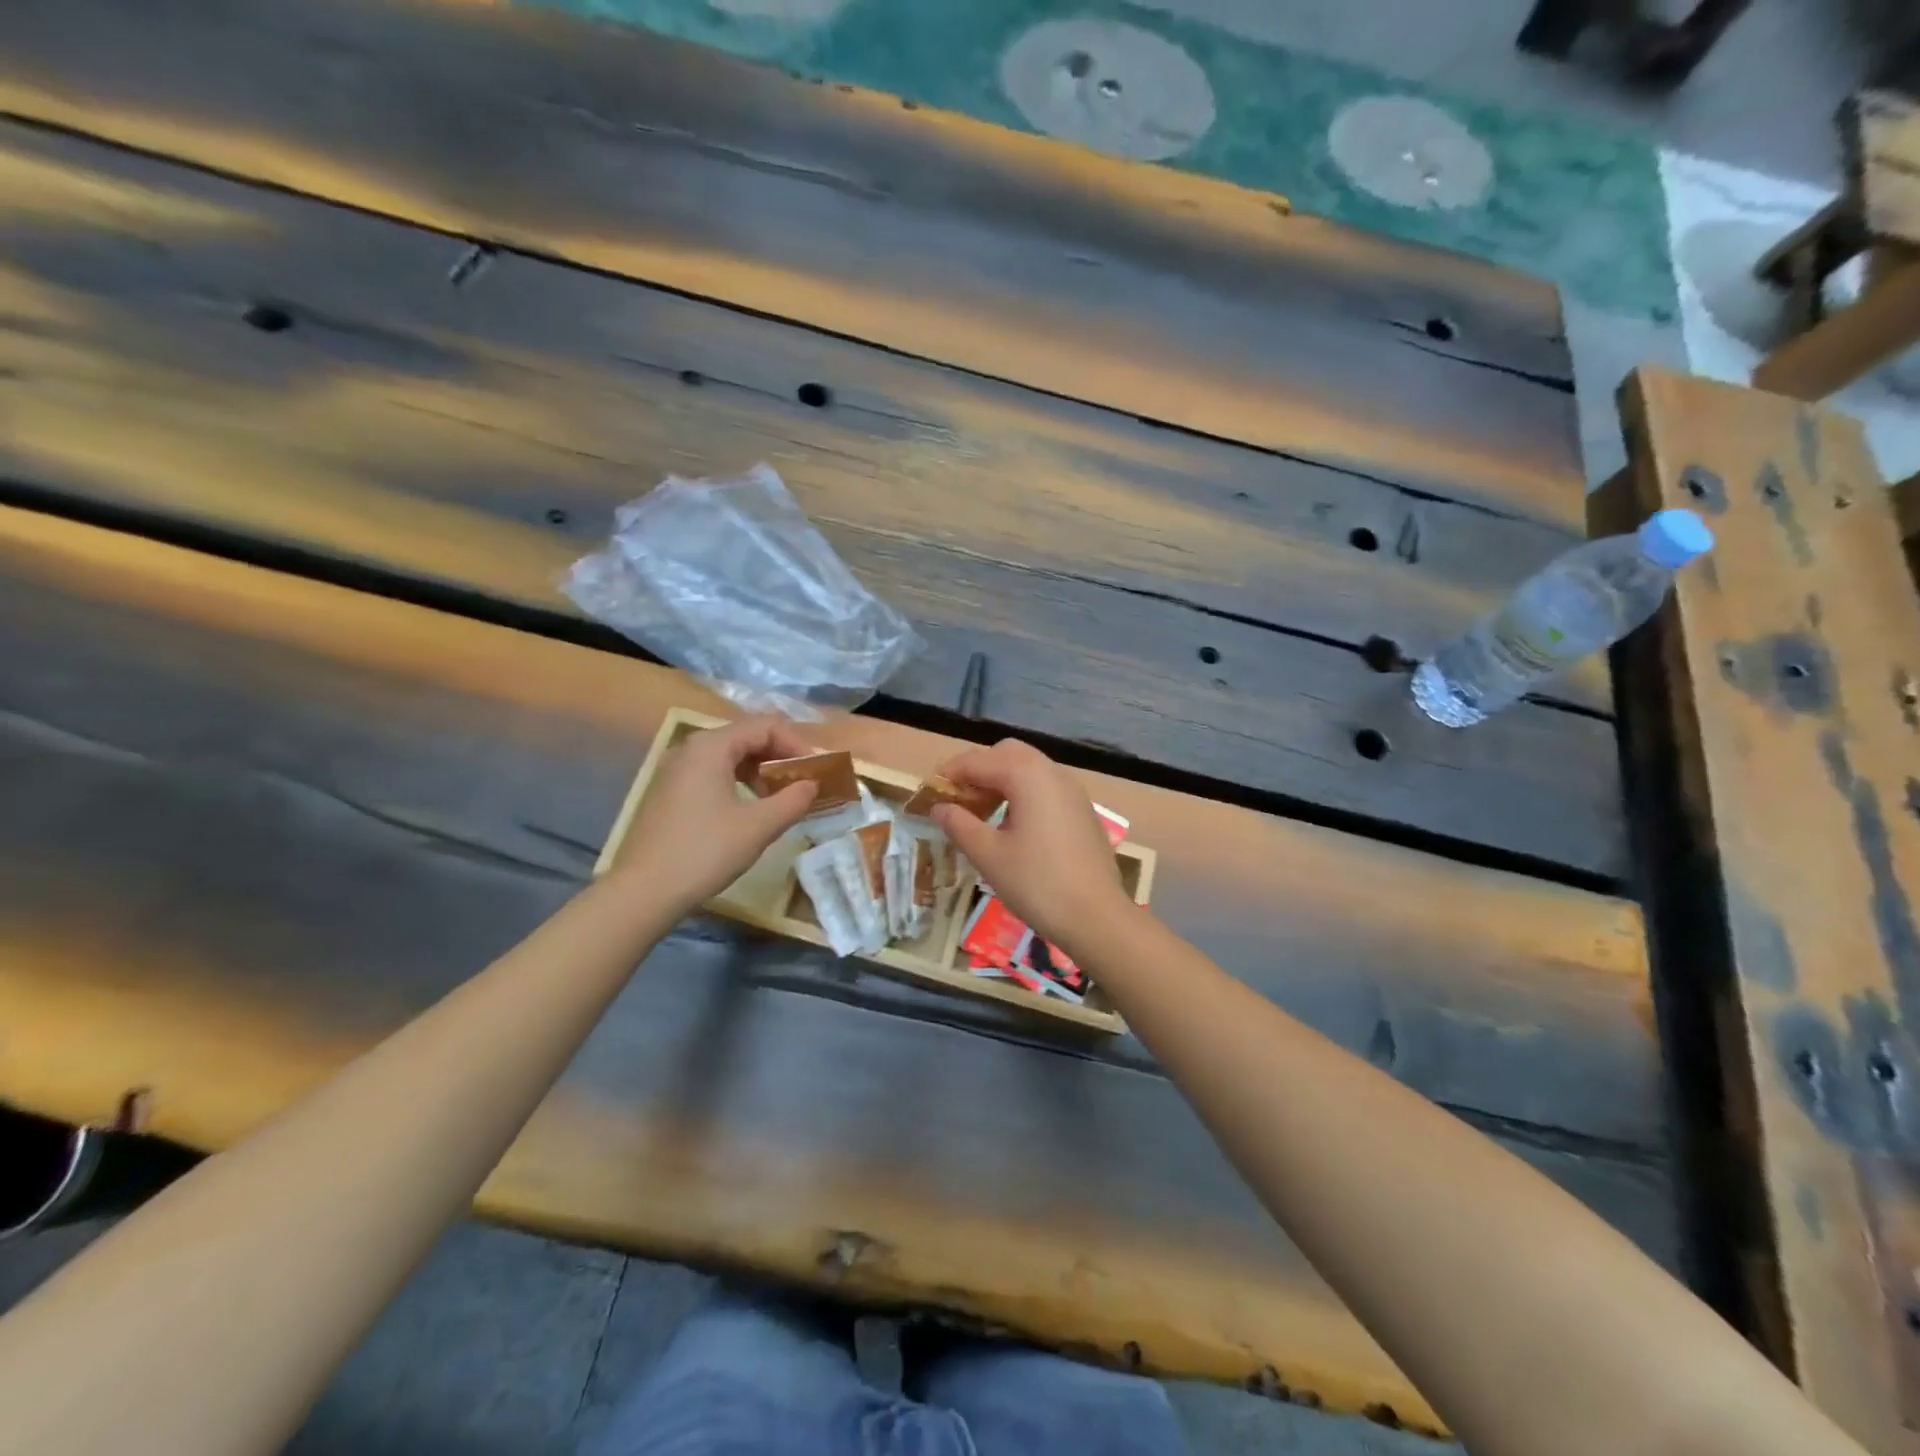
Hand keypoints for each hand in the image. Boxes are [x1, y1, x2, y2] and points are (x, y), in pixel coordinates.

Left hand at [614, 715, 819, 912]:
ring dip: (762, 771)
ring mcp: (677, 770)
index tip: (816, 773)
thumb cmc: (705, 852)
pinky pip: (714, 773)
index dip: (797, 745)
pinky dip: (740, 782)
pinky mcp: (671, 792)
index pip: (766, 726)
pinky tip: (751, 810)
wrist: (644, 892)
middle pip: (747, 736)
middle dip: (781, 757)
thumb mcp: (759, 826)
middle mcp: (692, 748)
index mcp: (712, 746)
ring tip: (781, 799)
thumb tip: (812, 785)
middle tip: (803, 784)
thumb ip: (793, 800)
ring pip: (731, 756)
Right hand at [929, 738, 1131, 959]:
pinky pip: (1045, 788)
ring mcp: (1072, 791)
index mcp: (1027, 775)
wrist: (1097, 917)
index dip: (949, 774)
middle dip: (978, 769)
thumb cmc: (1037, 884)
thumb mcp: (989, 856)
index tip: (927, 793)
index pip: (978, 761)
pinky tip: (1011, 826)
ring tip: (979, 813)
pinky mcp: (1082, 811)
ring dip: (1000, 781)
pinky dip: (1022, 793)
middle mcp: (1052, 773)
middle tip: (956, 799)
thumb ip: (960, 825)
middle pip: (1007, 753)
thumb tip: (939, 808)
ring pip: (1029, 769)